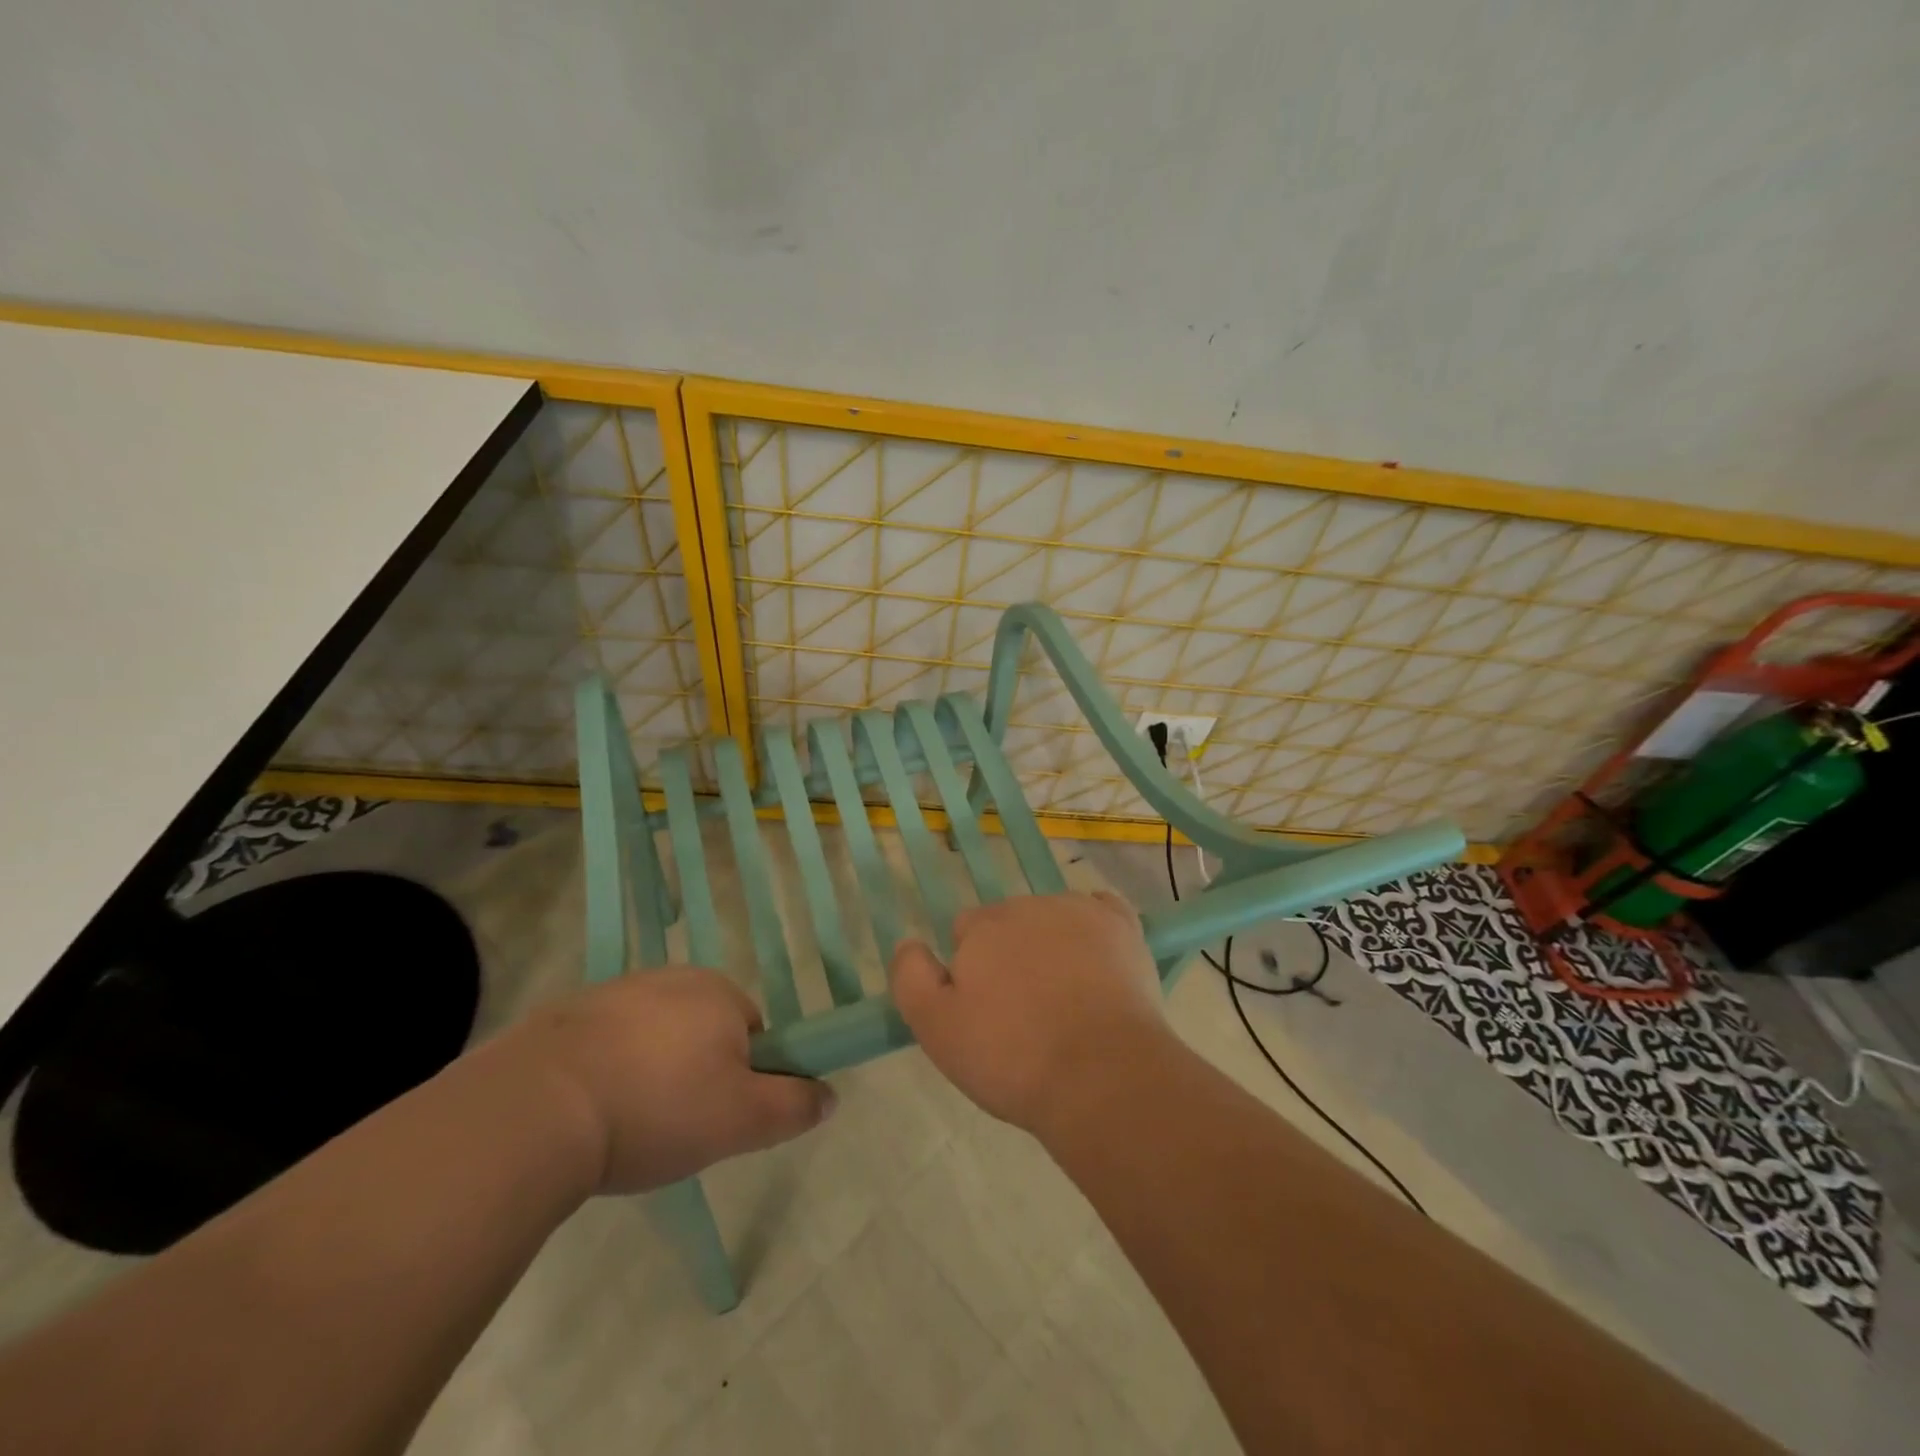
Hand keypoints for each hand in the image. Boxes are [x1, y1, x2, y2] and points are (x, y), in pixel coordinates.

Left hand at [503, 970, 834, 1194]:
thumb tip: (829, 1096)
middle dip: (695, 1073)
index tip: (714, 1115)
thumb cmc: (656, 1109)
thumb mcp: (742, 1121)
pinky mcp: (565, 1015)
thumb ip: (793, 1106)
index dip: (742, 1077)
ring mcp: (615, 992)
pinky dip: (604, 1071)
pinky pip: (604, 1043)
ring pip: (652, 1037)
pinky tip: (585, 1111)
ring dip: (648, 1072)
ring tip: (623, 1125)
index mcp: (720, 993)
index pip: (751, 1031)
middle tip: (672, 1126)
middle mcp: (672, 979)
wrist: (536, 1109)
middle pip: (702, 1031)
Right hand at [889, 892, 1171, 1135]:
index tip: (985, 1009)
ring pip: (1053, 918)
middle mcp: (1028, 905)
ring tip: (1067, 1001)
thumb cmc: (1012, 1058)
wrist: (1102, 1076)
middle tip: (1024, 1012)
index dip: (971, 970)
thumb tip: (908, 943)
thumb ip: (911, 978)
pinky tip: (1099, 958)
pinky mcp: (1122, 926)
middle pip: (1009, 922)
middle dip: (1011, 955)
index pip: (965, 932)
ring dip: (1052, 945)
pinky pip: (1102, 908)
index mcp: (982, 927)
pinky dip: (1096, 927)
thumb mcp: (936, 1030)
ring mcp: (1079, 911)